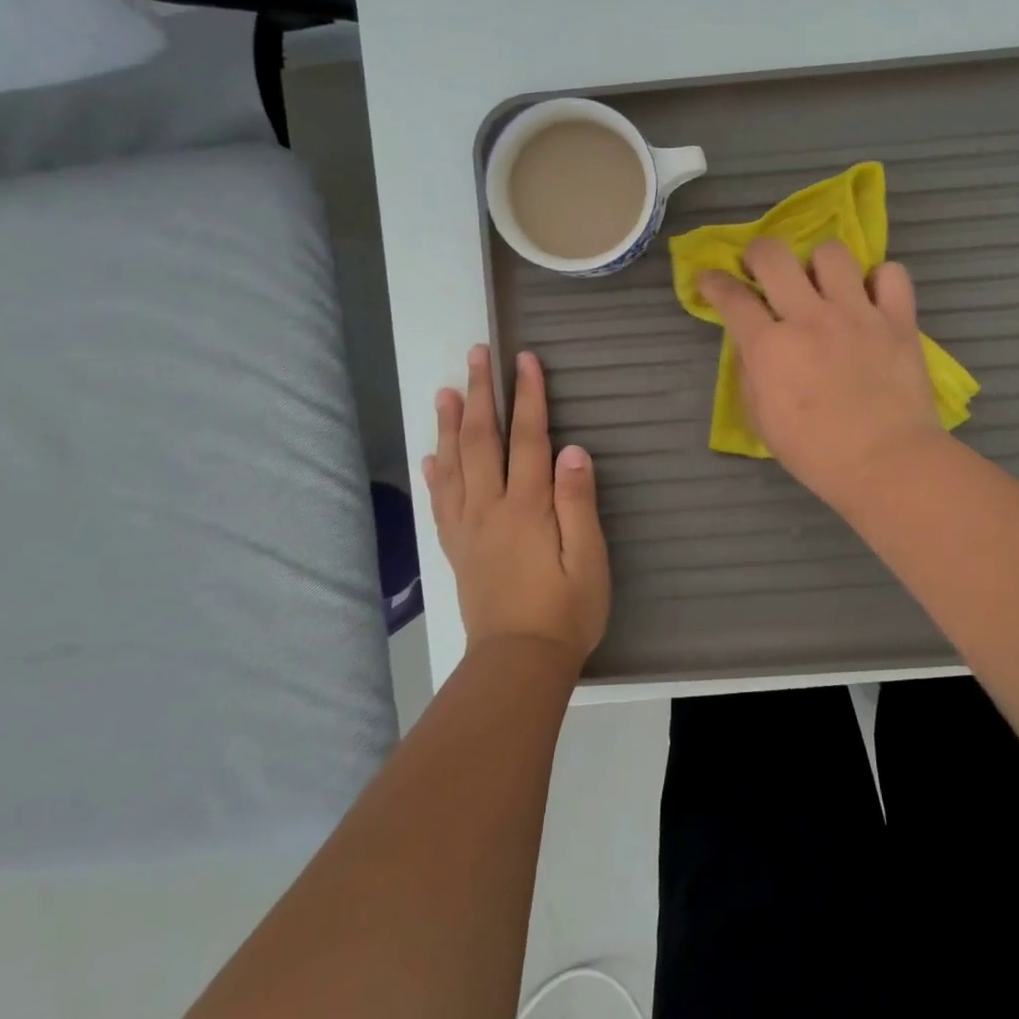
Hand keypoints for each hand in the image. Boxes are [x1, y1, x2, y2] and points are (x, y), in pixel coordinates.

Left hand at [424, 345, 610, 670]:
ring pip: (453, 465)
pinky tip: (430, 457)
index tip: (524, 360)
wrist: (518, 663)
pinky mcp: (458, 549)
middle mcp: (490, 508)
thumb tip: (573, 449)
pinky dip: (435, 474)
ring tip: (446, 391)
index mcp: (527, 507)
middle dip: (481, 394)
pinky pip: (441, 503)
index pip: (527, 438)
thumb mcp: (589, 558)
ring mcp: (468, 528)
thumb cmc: (566, 610)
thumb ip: (578, 502)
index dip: (527, 396)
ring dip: (449, 425)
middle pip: (481, 441)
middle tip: (476, 355)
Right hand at [698, 237, 944, 508]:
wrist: (886, 463)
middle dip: (758, 253)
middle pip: (773, 255)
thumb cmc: (816, 453)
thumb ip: (750, 374)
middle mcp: (810, 318)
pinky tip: (871, 298)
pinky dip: (879, 280)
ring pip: (832, 254)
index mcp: (770, 347)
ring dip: (820, 264)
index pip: (731, 297)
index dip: (713, 282)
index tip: (709, 280)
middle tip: (762, 269)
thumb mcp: (761, 420)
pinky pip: (891, 274)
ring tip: (824, 285)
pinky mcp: (898, 320)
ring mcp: (857, 314)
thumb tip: (750, 345)